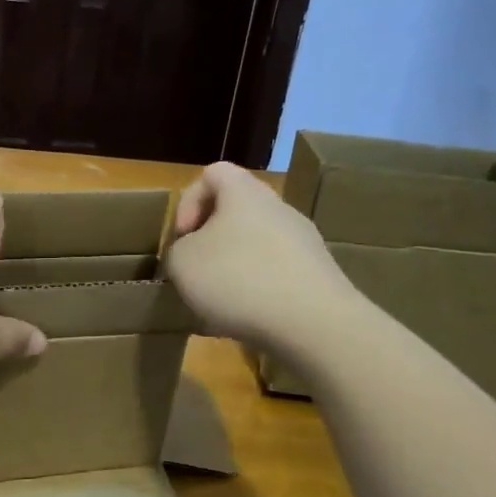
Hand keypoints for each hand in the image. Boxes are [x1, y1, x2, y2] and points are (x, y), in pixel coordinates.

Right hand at [164, 162, 355, 353]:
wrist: (312, 322)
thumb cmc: (237, 279)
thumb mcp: (182, 263)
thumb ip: (178, 250)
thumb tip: (192, 253)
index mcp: (244, 192)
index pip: (212, 174)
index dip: (188, 201)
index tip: (182, 238)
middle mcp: (278, 208)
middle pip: (236, 212)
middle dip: (210, 241)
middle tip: (196, 272)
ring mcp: (303, 241)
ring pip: (255, 245)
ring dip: (232, 269)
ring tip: (218, 302)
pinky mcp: (317, 274)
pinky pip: (275, 273)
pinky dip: (256, 291)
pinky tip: (246, 318)